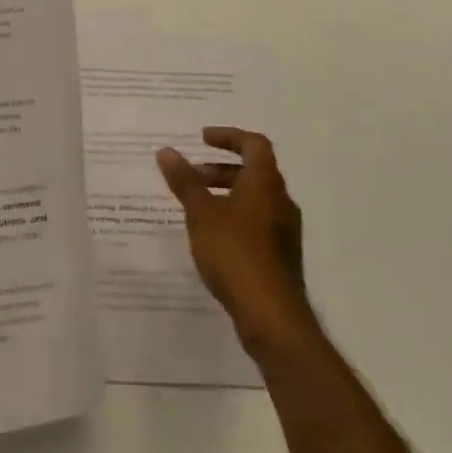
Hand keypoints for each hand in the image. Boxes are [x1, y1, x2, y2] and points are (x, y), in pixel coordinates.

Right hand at [158, 128, 318, 357]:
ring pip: (256, 199)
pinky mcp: (281, 256)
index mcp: (265, 183)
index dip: (228, 137)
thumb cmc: (235, 253)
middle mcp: (281, 201)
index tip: (202, 139)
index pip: (254, 144)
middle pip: (255, 171)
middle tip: (194, 174)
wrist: (272, 315)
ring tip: (197, 207)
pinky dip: (235, 216)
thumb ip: (184, 181)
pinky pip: (257, 222)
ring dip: (228, 193)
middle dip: (222, 168)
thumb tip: (166, 151)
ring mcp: (285, 230)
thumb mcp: (201, 213)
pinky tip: (213, 237)